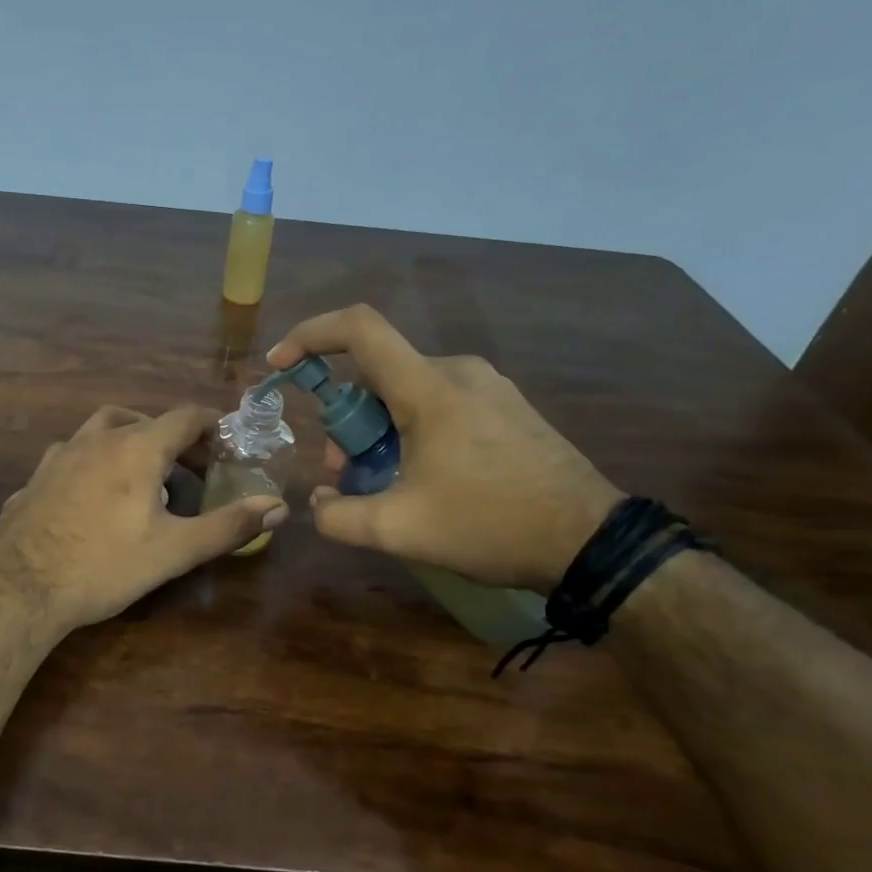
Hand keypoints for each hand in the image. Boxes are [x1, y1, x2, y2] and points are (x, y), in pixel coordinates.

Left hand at [0, 405, 288, 634]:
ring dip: (129, 441)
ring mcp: (59, 456)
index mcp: (136, 448)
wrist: (20, 588)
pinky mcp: (35, 478)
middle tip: (190, 467)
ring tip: (142, 475)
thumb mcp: (175, 550)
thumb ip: (228, 526)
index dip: (211, 425)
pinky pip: (73, 456)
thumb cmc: (105, 565)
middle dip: (172, 437)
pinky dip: (94, 462)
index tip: (227, 443)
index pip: (184, 417)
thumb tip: (278, 506)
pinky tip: (94, 496)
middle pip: (142, 419)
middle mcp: (96, 439)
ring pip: (101, 430)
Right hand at [267, 305, 621, 591]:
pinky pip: (438, 401)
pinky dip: (411, 429)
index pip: (359, 329)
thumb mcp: (400, 530)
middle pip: (377, 374)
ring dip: (378, 429)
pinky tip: (422, 476)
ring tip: (383, 482)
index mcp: (429, 388)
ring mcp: (488, 387)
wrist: (590, 542)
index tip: (280, 363)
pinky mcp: (506, 406)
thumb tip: (317, 504)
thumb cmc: (490, 526)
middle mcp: (458, 371)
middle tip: (342, 472)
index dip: (310, 334)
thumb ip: (339, 517)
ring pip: (406, 390)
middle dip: (345, 420)